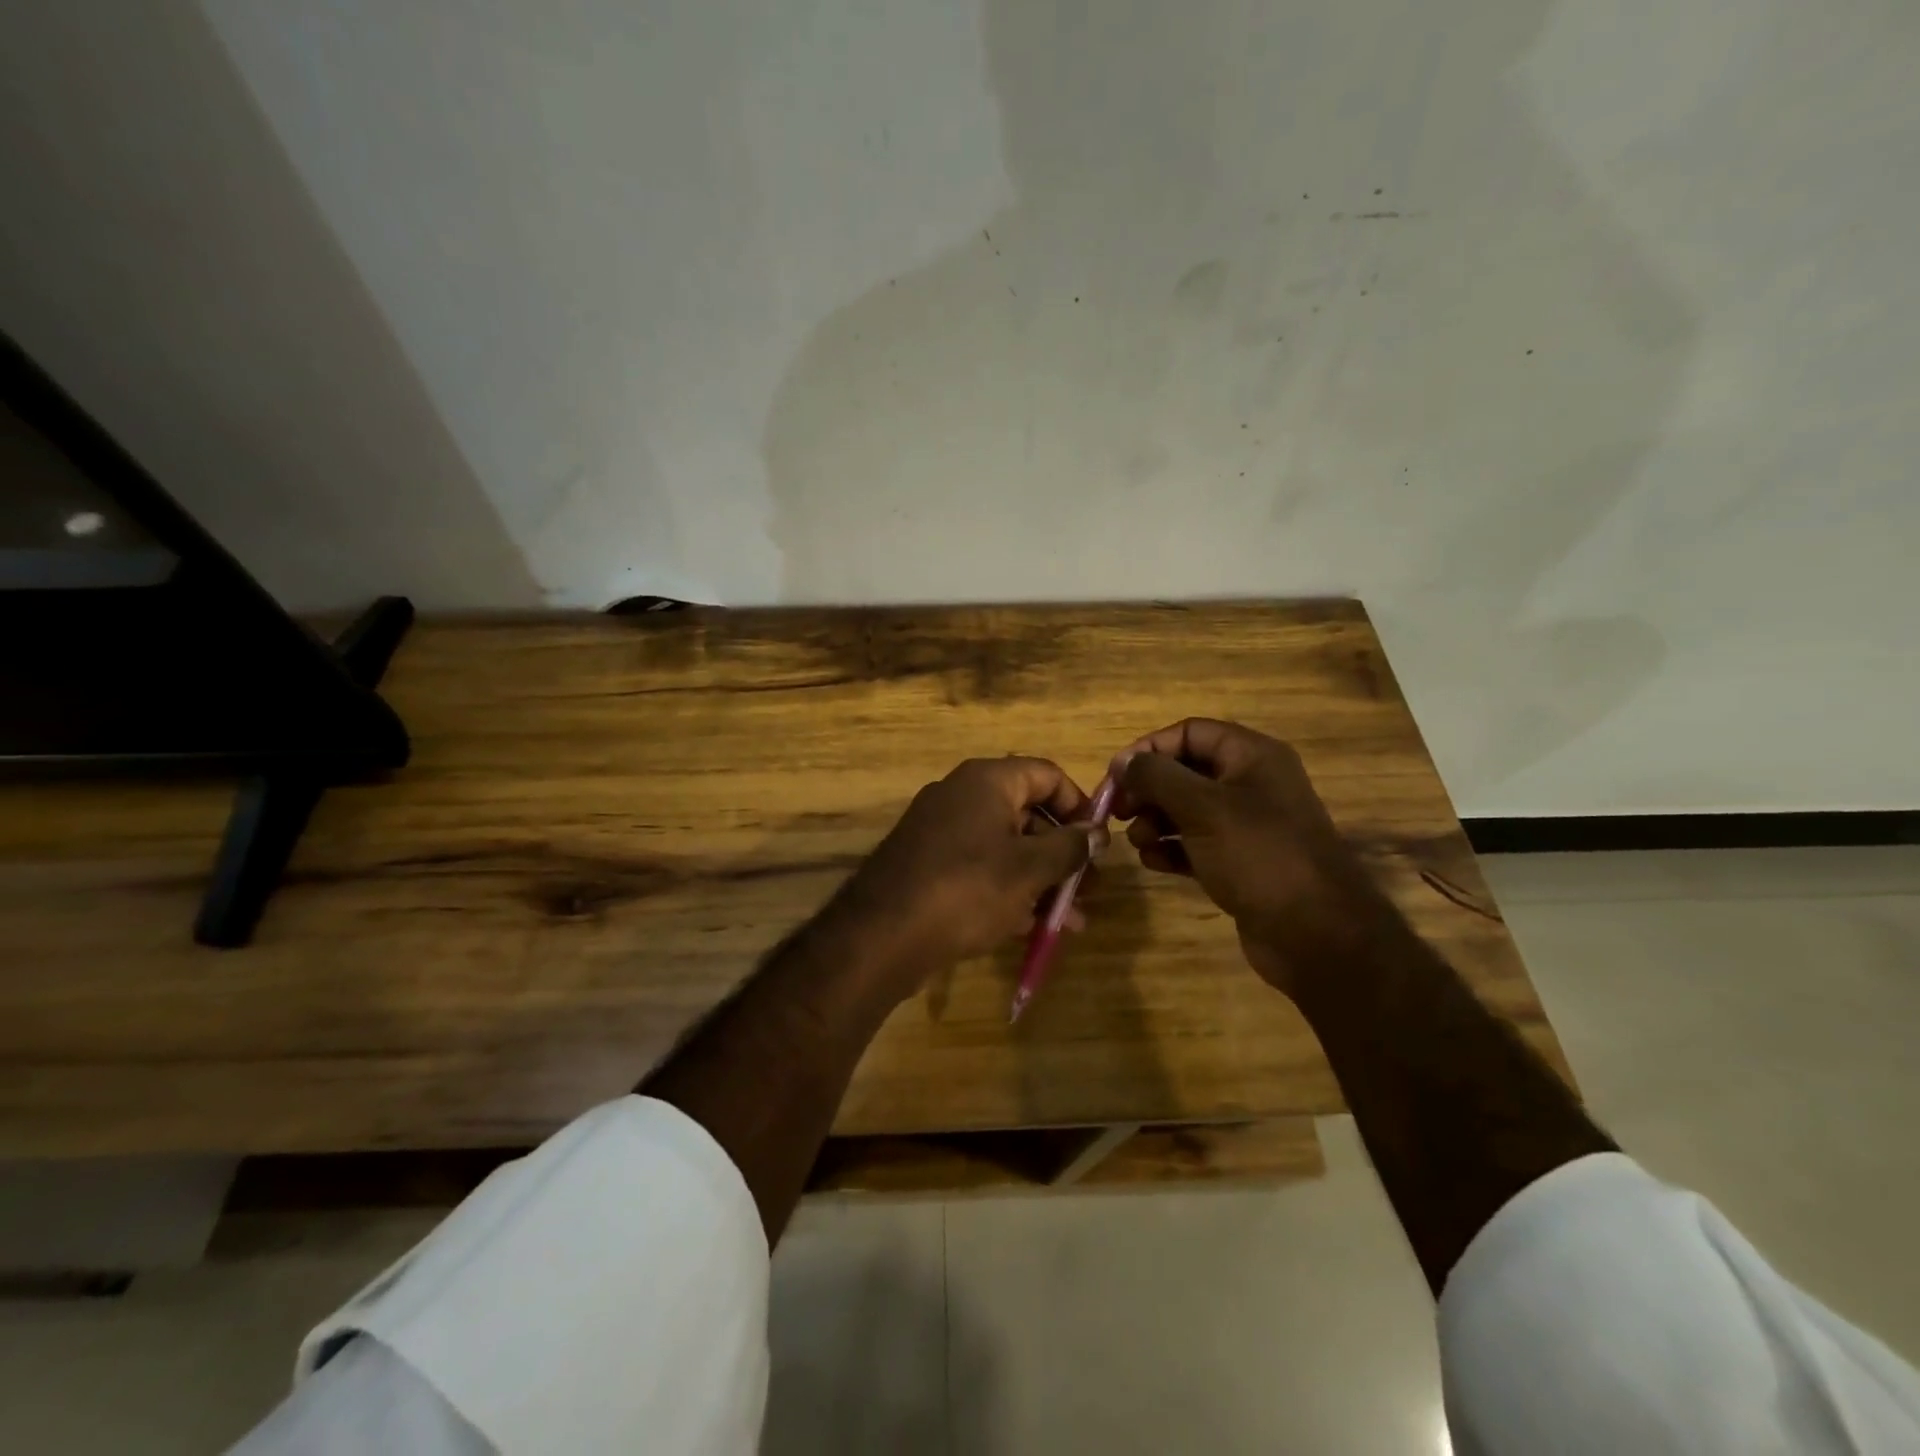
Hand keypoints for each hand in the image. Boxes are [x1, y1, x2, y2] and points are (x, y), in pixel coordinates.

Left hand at [833, 757, 1100, 994]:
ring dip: (1041, 880)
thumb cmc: (968, 888)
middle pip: (1027, 813)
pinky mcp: (928, 866)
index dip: (1079, 805)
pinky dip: (1009, 891)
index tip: (1099, 842)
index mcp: (986, 781)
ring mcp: (941, 831)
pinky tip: (1033, 928)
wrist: (883, 935)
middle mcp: (961, 796)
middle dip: (1062, 853)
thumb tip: (1098, 833)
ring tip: (1071, 920)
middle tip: (1090, 888)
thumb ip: (1070, 848)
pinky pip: (980, 869)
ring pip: (1006, 848)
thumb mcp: (1029, 869)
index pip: (1046, 775)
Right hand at [1111, 718, 1391, 994]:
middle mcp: (1251, 783)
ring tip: (1139, 842)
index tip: (1116, 775)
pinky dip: (1171, 849)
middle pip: (1185, 771)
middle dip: (1148, 789)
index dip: (1150, 748)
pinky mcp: (1240, 862)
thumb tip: (1123, 761)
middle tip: (1118, 812)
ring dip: (1155, 821)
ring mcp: (1247, 825)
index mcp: (1252, 756)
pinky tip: (1153, 863)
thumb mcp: (1202, 808)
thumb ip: (1157, 777)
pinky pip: (1196, 844)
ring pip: (1187, 809)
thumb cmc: (1258, 855)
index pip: (1190, 732)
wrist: (1316, 934)